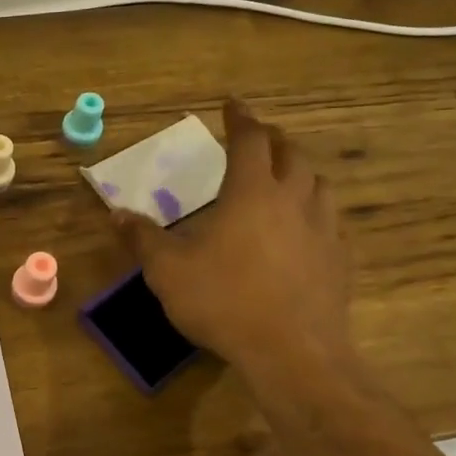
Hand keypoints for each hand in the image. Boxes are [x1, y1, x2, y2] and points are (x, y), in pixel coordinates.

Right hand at [114, 100, 355, 397]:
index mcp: (251, 192)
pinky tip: (304, 227)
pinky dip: (314, 209)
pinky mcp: (339, 259)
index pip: (249, 140)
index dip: (240, 118)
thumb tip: (117, 214)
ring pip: (318, 183)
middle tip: (258, 137)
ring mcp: (322, 229)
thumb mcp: (168, 270)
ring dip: (299, 171)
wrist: (292, 352)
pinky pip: (330, 219)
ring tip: (284, 176)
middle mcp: (293, 200)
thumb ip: (143, 238)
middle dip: (272, 139)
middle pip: (291, 154)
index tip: (232, 104)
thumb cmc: (224, 301)